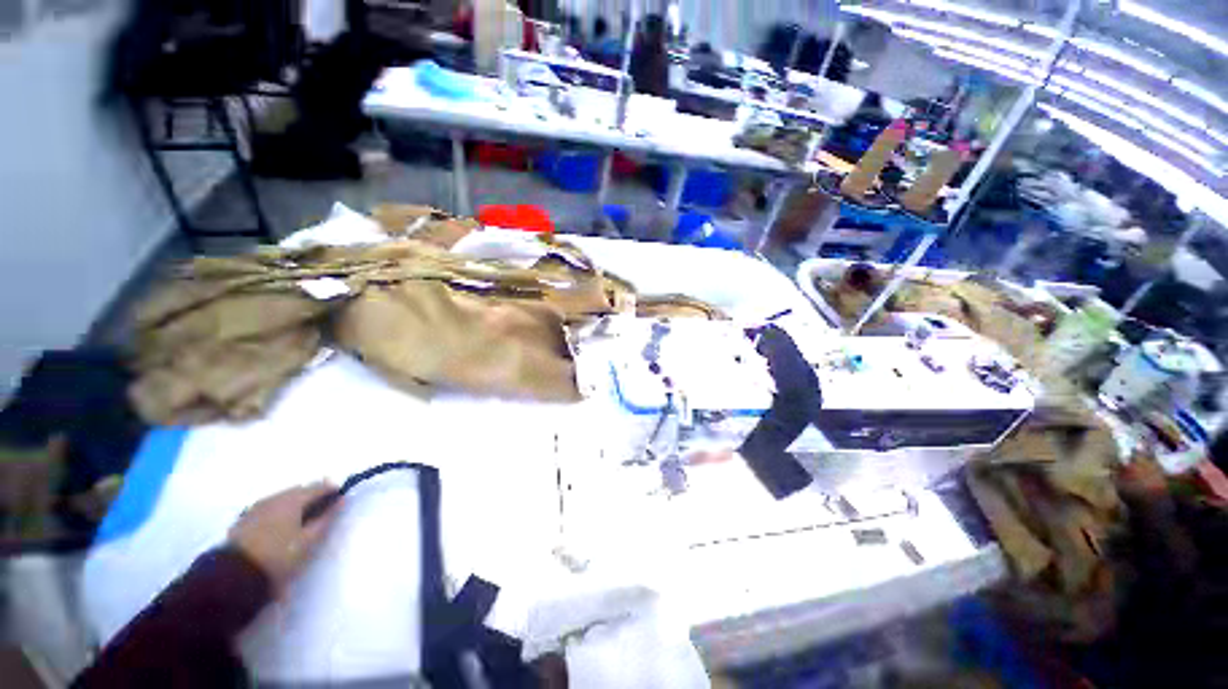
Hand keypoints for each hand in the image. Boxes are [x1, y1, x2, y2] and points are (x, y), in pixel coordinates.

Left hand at [229, 482, 341, 588]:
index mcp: (292, 499)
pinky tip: (281, 527)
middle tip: (322, 513)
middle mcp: (274, 497)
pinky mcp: (244, 519)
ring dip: (296, 505)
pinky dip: (280, 512)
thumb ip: (327, 518)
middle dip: (313, 497)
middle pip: (300, 490)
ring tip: (302, 522)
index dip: (332, 492)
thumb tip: (341, 500)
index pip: (319, 487)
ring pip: (283, 498)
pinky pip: (269, 508)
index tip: (340, 501)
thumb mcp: (309, 541)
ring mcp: (256, 507)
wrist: (232, 576)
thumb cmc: (278, 557)